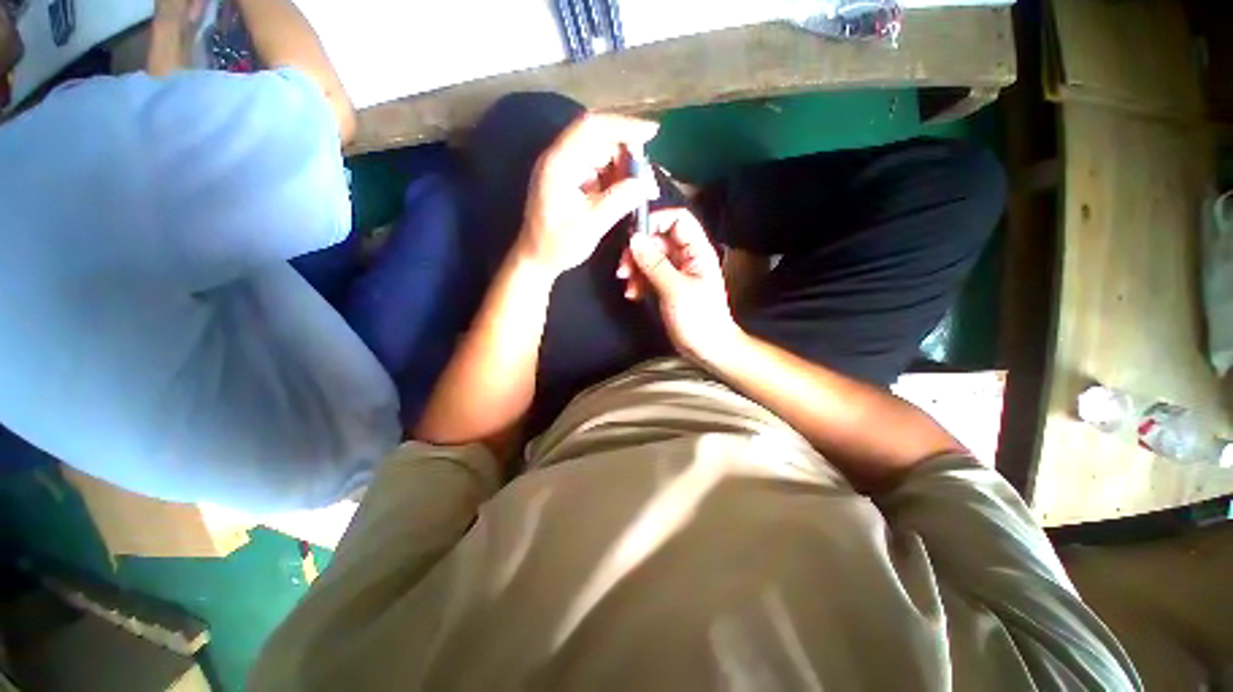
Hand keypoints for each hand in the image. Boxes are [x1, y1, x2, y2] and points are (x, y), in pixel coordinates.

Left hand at [516, 113, 659, 276]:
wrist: (536, 259)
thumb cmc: (557, 245)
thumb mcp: (590, 226)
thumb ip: (618, 202)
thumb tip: (646, 184)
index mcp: (559, 164)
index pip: (592, 128)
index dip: (623, 125)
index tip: (652, 133)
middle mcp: (560, 158)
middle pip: (599, 137)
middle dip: (628, 151)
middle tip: (647, 176)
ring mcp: (565, 168)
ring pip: (601, 153)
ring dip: (624, 166)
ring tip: (641, 188)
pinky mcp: (571, 179)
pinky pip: (598, 168)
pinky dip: (615, 176)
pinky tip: (626, 191)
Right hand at [622, 209, 742, 361]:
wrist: (708, 348)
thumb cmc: (699, 319)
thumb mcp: (675, 290)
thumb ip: (654, 264)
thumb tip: (634, 239)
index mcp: (697, 251)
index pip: (678, 220)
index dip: (656, 221)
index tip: (634, 236)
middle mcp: (686, 257)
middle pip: (658, 239)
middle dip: (639, 251)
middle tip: (624, 269)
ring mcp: (676, 272)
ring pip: (651, 258)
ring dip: (635, 268)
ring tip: (628, 286)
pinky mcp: (667, 286)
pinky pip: (649, 275)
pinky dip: (639, 282)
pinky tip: (634, 295)